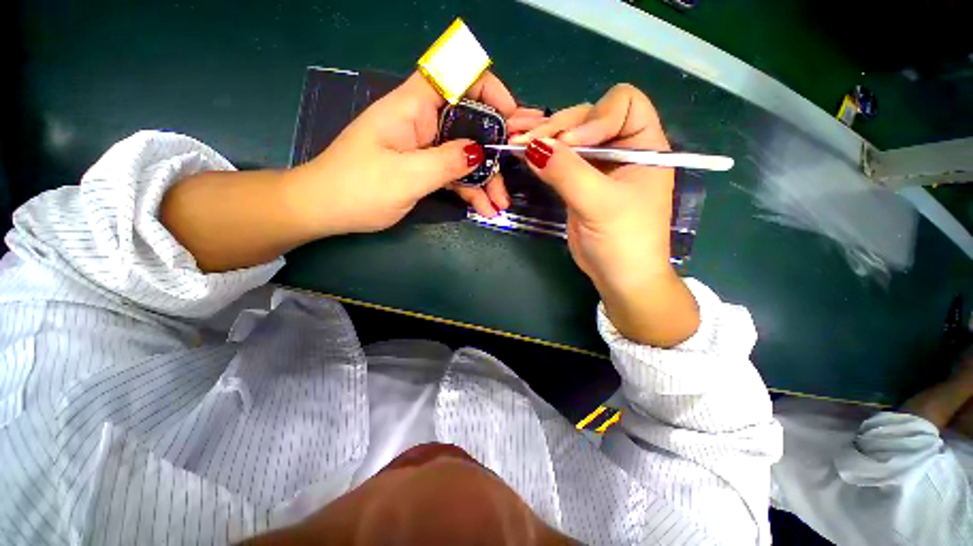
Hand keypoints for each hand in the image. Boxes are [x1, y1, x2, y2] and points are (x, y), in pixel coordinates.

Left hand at [284, 71, 531, 235]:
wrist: (327, 209)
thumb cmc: (359, 188)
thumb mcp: (407, 176)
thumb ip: (446, 162)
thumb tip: (479, 152)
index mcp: (412, 108)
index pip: (455, 76)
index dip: (487, 87)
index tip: (509, 114)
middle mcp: (422, 122)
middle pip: (469, 122)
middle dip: (496, 145)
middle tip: (518, 164)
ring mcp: (425, 148)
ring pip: (465, 154)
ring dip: (486, 178)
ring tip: (500, 204)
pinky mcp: (424, 169)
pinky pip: (454, 174)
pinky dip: (470, 190)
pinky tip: (484, 208)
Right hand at [513, 85, 698, 345]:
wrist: (619, 276)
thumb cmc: (623, 241)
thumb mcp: (599, 204)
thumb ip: (567, 172)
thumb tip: (532, 146)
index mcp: (644, 145)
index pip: (622, 104)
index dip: (594, 117)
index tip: (570, 145)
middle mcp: (621, 148)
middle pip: (588, 117)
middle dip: (557, 127)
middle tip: (525, 142)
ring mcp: (598, 165)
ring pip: (569, 138)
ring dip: (543, 137)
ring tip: (516, 140)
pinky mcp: (578, 181)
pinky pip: (559, 160)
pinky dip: (541, 155)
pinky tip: (522, 152)